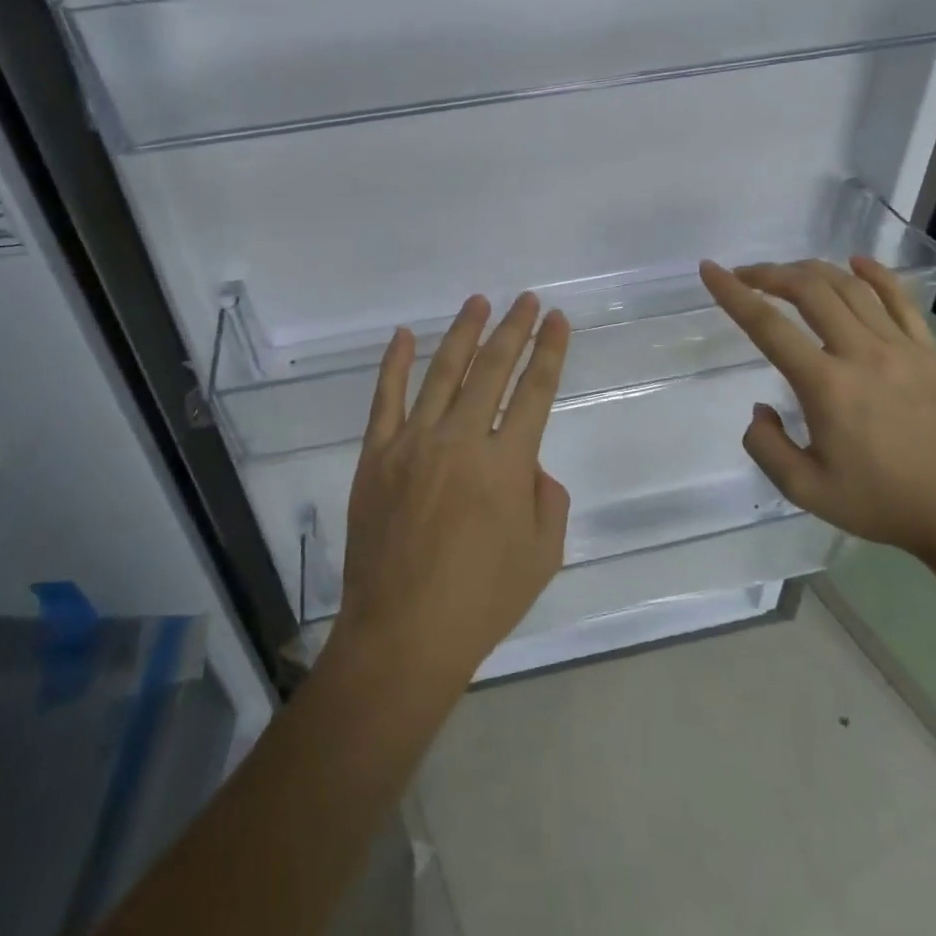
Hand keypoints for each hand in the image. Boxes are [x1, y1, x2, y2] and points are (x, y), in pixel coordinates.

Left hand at [329, 293, 571, 690]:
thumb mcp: (542, 555)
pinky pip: (385, 399)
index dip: (550, 351)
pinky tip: (403, 335)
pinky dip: (393, 363)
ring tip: (478, 301)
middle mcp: (460, 440)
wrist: (403, 634)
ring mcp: (412, 443)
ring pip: (442, 372)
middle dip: (514, 329)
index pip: (535, 391)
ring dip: (463, 332)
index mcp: (506, 463)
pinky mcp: (376, 455)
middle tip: (526, 300)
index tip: (558, 320)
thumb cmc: (481, 601)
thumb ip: (547, 498)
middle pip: (492, 369)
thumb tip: (527, 465)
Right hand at [699, 256, 935, 562]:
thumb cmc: (879, 502)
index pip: (768, 325)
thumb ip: (765, 446)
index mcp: (826, 385)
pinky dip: (874, 274)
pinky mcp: (928, 352)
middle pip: (809, 290)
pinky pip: (899, 299)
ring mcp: (900, 348)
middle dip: (769, 274)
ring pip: (850, 286)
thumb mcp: (804, 489)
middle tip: (745, 275)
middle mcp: (861, 353)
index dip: (733, 293)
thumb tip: (761, 409)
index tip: (710, 270)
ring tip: (788, 273)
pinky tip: (856, 262)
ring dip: (811, 271)